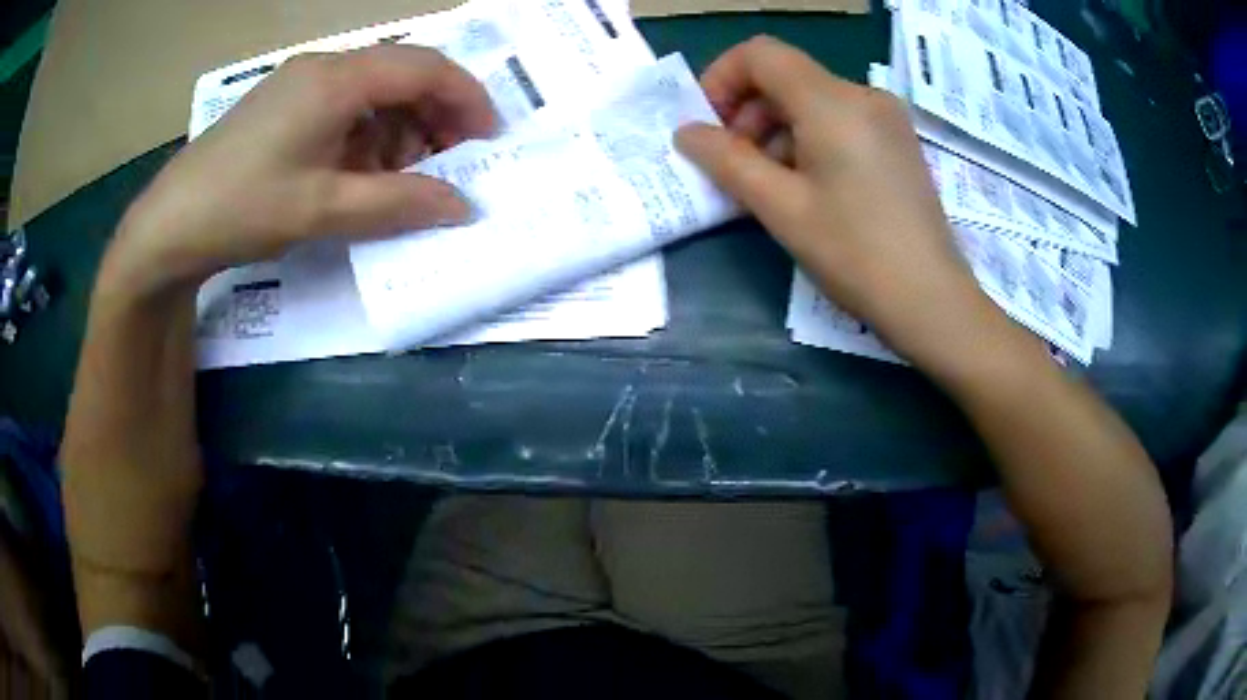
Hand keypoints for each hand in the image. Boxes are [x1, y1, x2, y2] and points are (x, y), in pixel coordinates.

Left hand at [107, 44, 496, 294]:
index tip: (489, 139)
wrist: (169, 226)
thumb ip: (399, 203)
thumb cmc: (243, 209)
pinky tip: (360, 173)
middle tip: (449, 163)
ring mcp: (300, 83)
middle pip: (403, 73)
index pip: (426, 67)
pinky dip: (367, 135)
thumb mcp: (324, 211)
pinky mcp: (284, 104)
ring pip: (374, 91)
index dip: (468, 99)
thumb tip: (462, 206)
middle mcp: (324, 67)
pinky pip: (344, 106)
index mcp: (338, 79)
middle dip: (436, 114)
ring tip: (402, 178)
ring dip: (400, 129)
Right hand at [676, 37, 1008, 368]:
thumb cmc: (855, 254)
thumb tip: (687, 133)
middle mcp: (863, 95)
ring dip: (777, 130)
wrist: (931, 300)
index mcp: (833, 101)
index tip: (709, 126)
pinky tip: (807, 186)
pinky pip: (840, 120)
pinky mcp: (897, 141)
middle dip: (748, 111)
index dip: (721, 78)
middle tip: (734, 165)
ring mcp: (886, 118)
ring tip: (769, 184)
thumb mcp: (781, 207)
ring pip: (812, 100)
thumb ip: (726, 160)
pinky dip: (809, 139)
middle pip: (786, 76)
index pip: (760, 53)